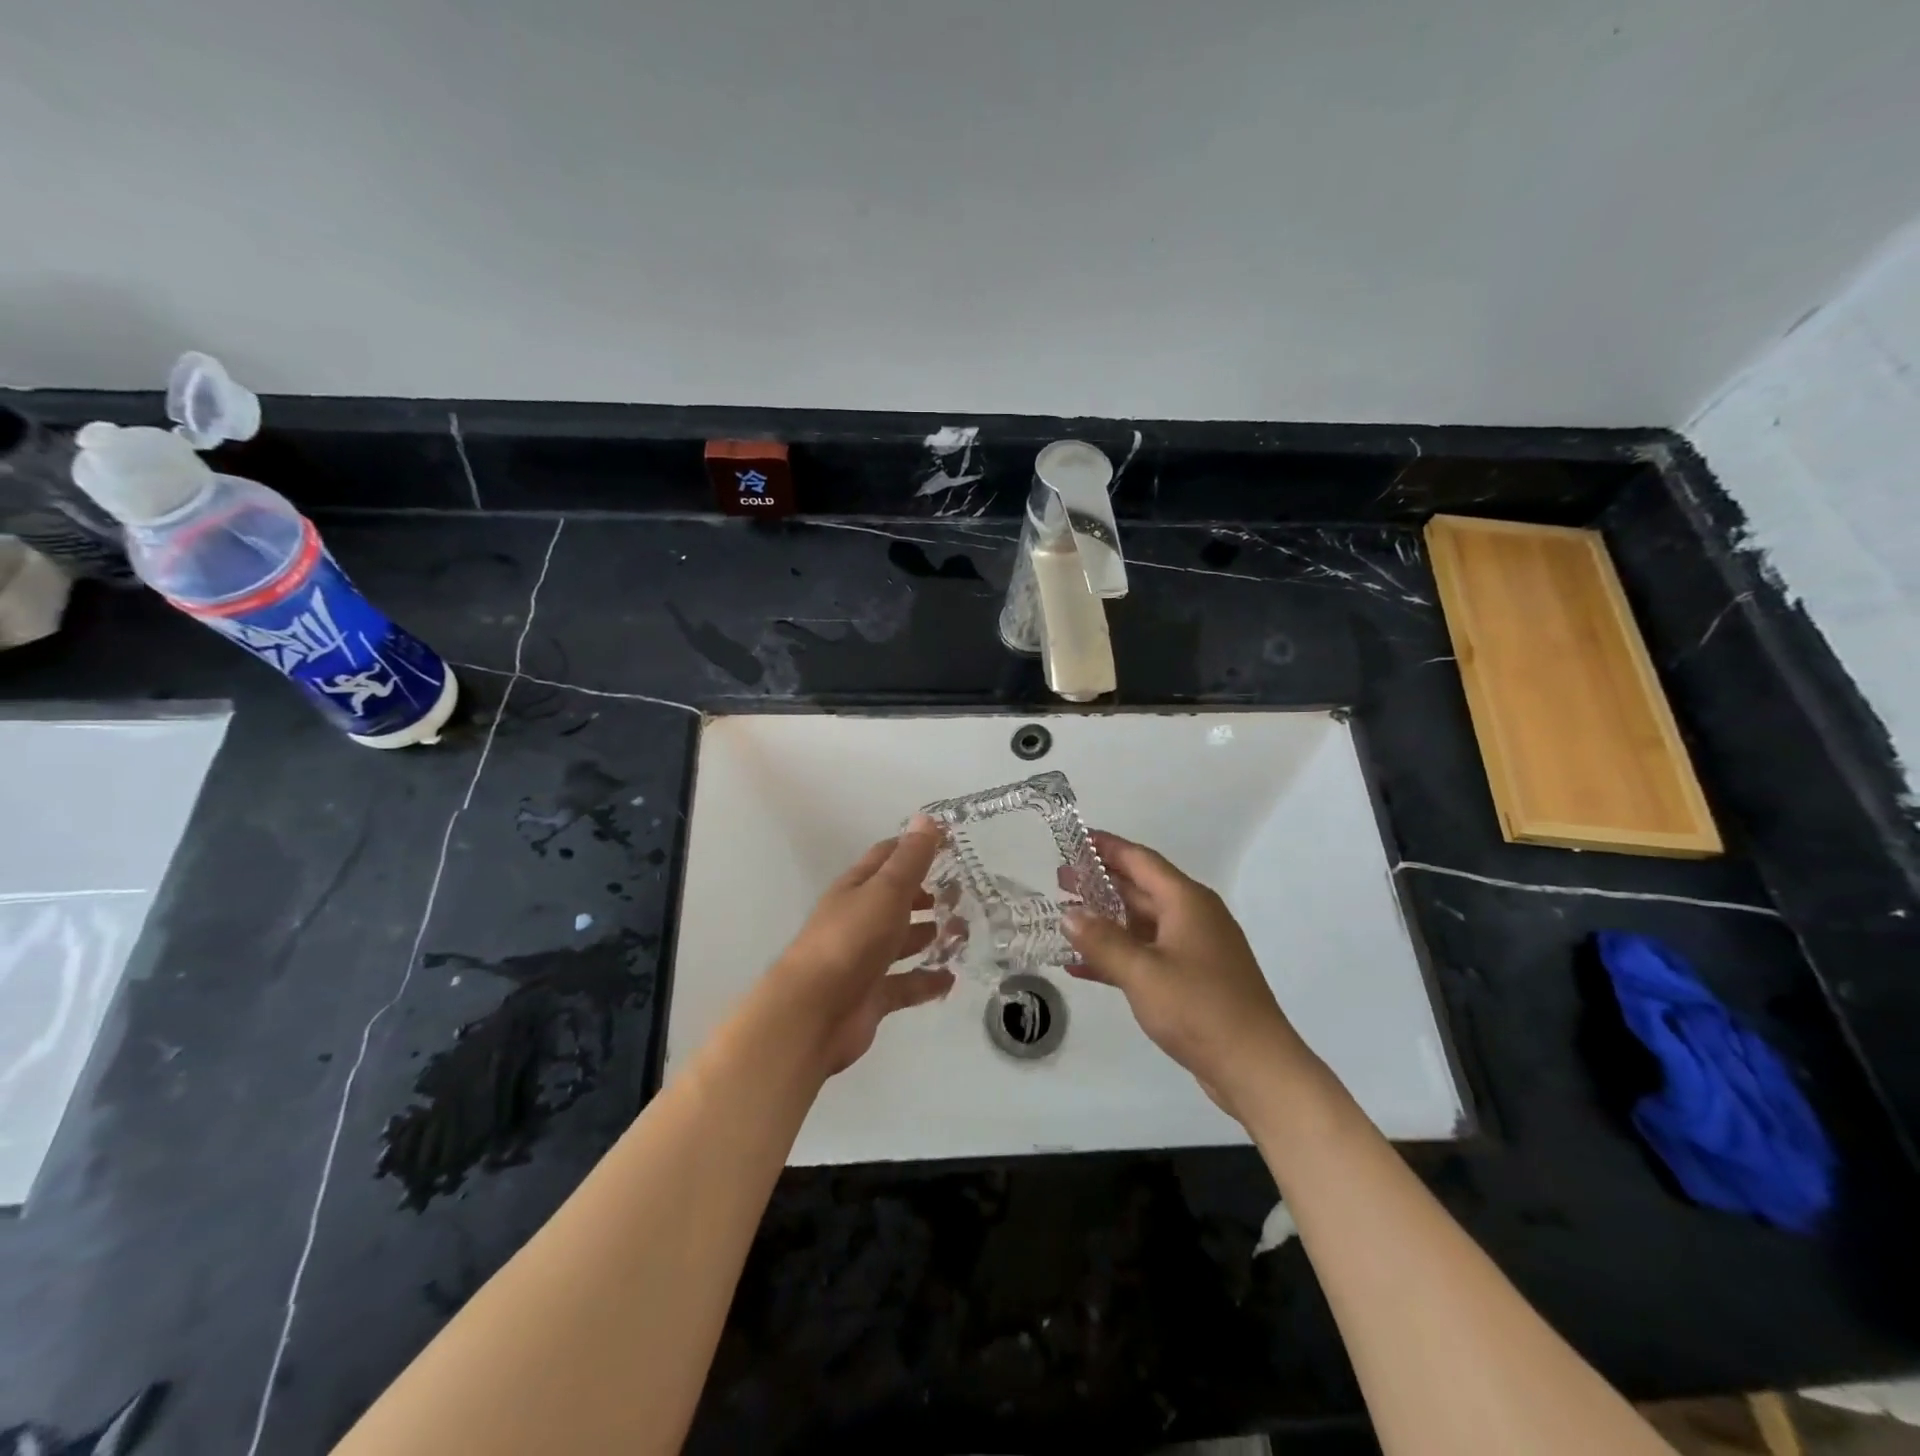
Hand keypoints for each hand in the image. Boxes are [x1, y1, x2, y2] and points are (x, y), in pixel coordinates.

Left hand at [762, 816, 954, 1075]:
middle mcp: (858, 920)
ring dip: (930, 936)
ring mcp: (863, 960)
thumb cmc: (851, 941)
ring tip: (965, 932)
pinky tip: (951, 978)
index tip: (950, 842)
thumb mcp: (885, 892)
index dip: (915, 847)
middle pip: (896, 901)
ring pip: (902, 942)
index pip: (886, 857)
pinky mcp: (871, 996)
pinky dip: (927, 980)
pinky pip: (905, 983)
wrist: (813, 1014)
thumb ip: (910, 859)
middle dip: (927, 895)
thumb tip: (927, 818)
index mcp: (856, 889)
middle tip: (964, 893)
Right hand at [1064, 832, 1319, 1121]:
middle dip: (1100, 882)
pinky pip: (1147, 954)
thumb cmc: (1200, 1009)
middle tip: (1060, 879)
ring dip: (1105, 920)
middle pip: (1140, 888)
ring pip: (1142, 923)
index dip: (1107, 847)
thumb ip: (1103, 941)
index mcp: (1187, 902)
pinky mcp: (1193, 979)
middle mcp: (1193, 917)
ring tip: (1066, 916)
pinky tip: (1082, 965)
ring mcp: (1194, 949)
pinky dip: (1118, 955)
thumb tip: (1070, 914)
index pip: (1140, 860)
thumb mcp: (1143, 972)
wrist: (1256, 1068)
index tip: (1073, 838)